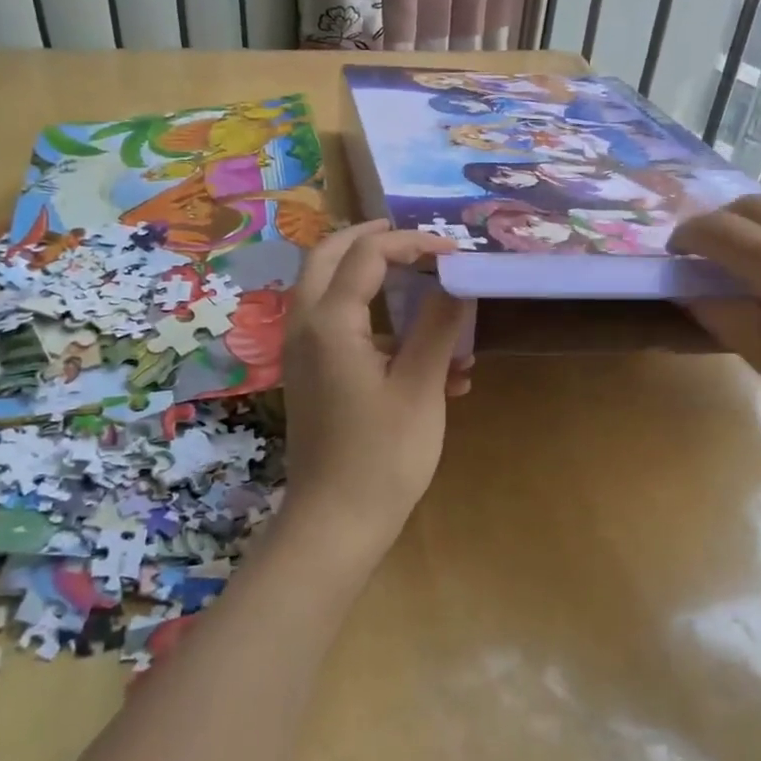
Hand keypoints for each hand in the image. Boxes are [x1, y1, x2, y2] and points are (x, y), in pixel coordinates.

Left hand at [281, 220, 470, 558]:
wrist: (335, 524)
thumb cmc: (382, 455)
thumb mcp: (420, 386)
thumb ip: (437, 325)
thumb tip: (457, 282)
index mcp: (329, 322)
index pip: (367, 255)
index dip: (412, 242)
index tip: (454, 251)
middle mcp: (305, 327)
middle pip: (327, 257)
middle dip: (369, 240)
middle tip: (411, 237)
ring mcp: (302, 353)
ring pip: (329, 291)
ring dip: (373, 282)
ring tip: (425, 290)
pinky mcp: (312, 377)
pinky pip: (339, 331)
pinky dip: (376, 327)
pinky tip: (433, 365)